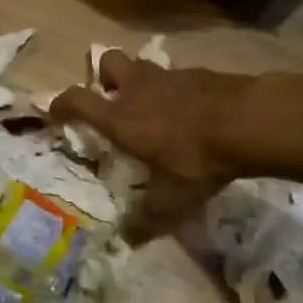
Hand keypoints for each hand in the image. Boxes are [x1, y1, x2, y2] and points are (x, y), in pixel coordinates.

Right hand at [51, 51, 252, 238]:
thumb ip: (147, 221)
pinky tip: (189, 109)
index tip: (57, 113)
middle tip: (113, 99)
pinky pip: (174, 74)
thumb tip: (127, 241)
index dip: (61, 104)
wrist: (246, 121)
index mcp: (121, 118)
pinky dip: (173, 87)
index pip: (76, 100)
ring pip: (141, 64)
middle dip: (103, 76)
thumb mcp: (173, 201)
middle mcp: (137, 90)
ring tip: (151, 104)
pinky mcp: (196, 72)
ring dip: (138, 79)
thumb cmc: (197, 159)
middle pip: (107, 61)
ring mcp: (168, 76)